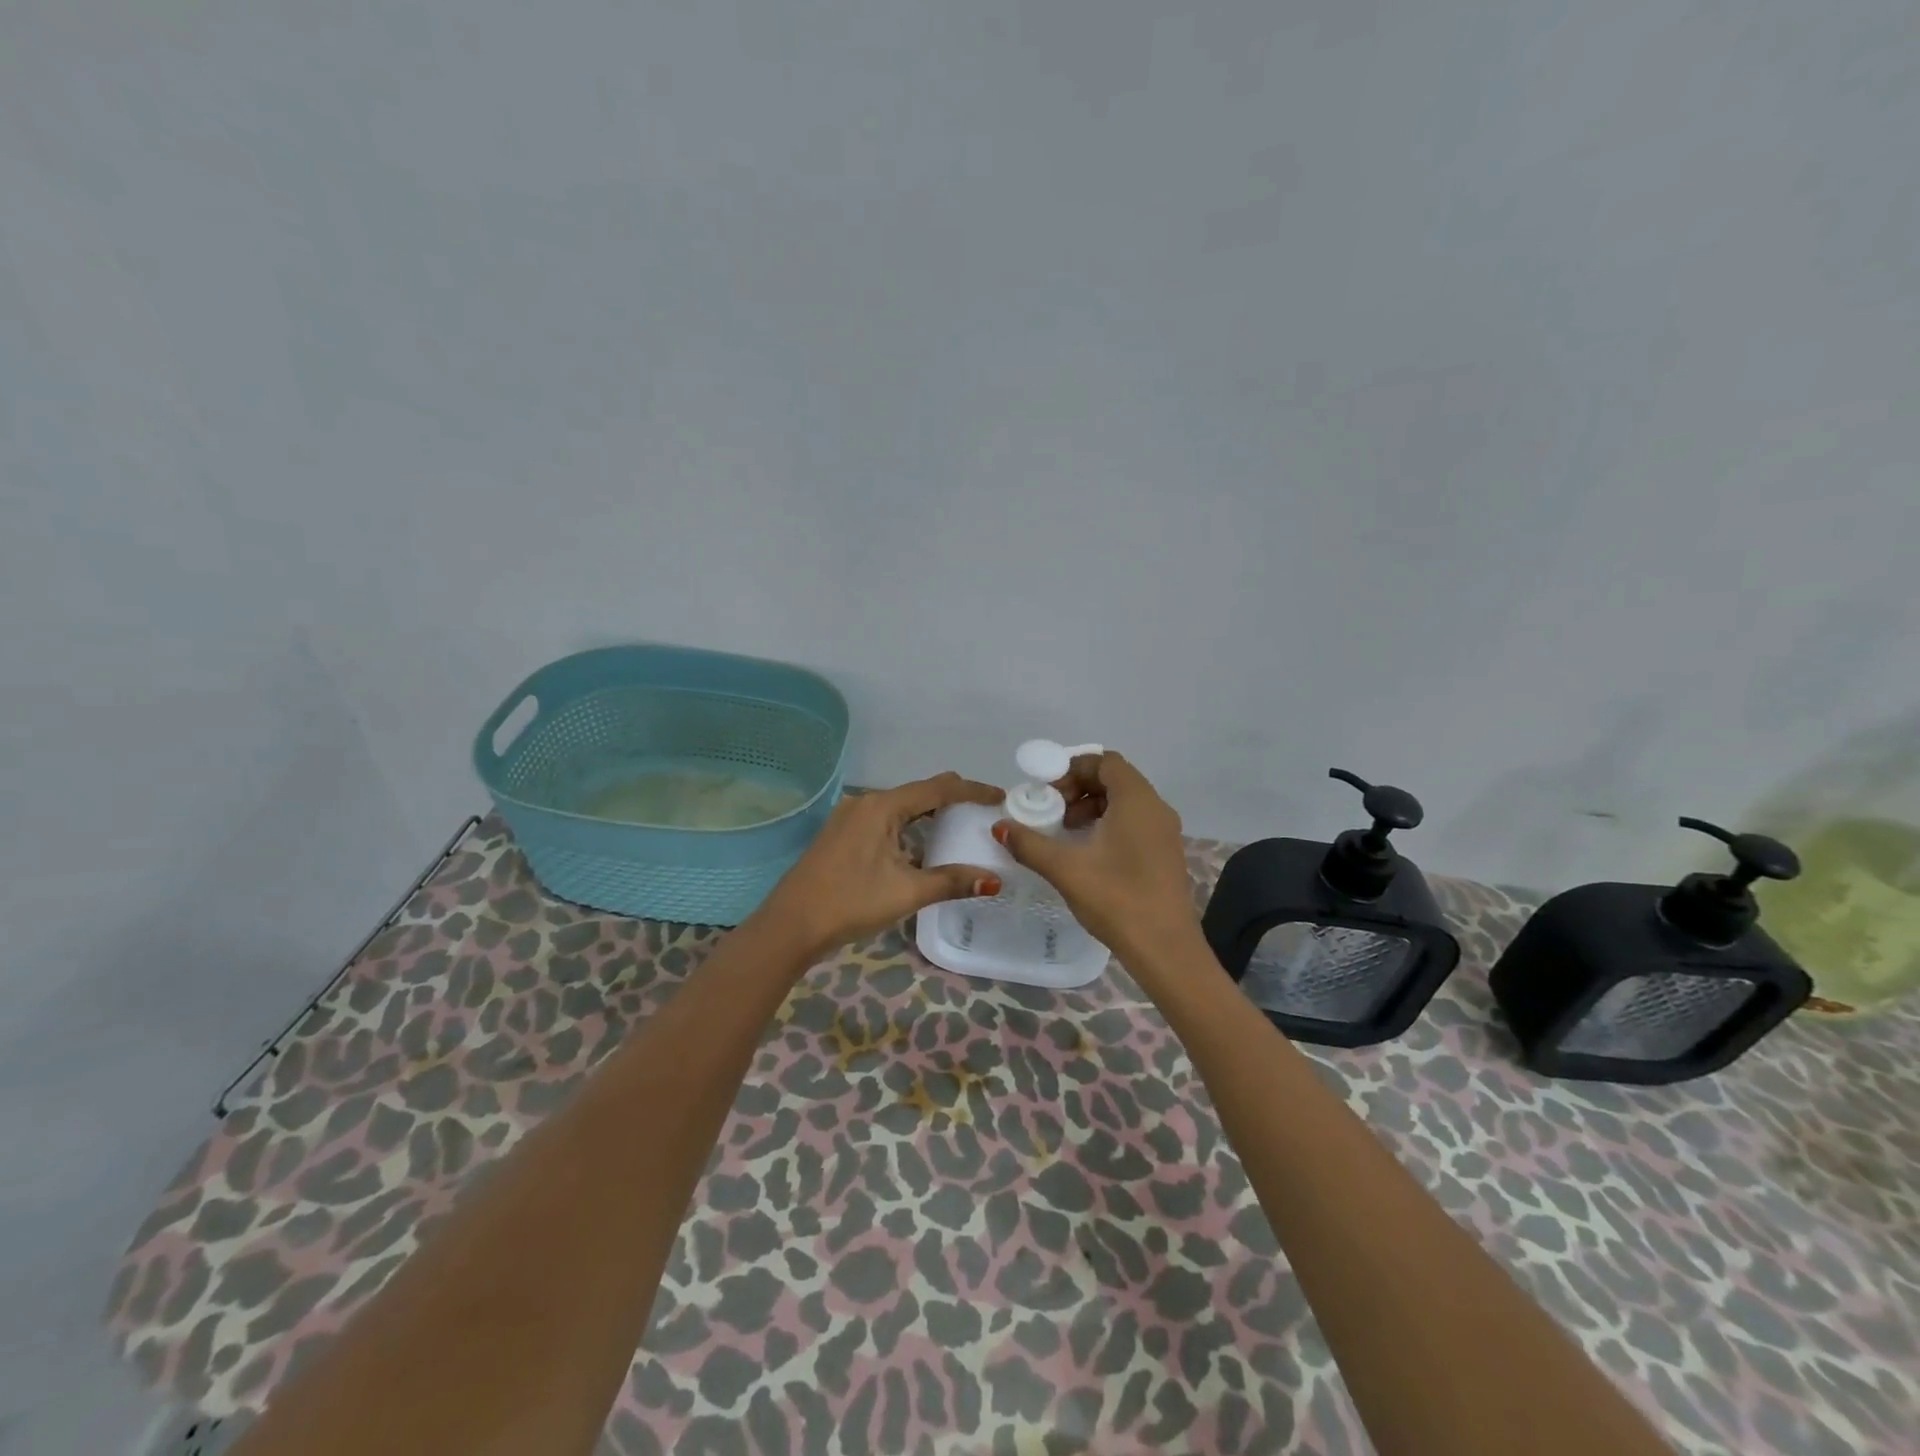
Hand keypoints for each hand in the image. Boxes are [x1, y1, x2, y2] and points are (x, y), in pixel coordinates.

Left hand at [755, 773, 1004, 959]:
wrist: (791, 925)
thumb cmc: (850, 903)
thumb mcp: (906, 892)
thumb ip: (952, 881)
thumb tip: (994, 880)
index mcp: (882, 806)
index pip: (938, 788)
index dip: (972, 790)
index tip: (1000, 796)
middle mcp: (866, 802)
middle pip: (919, 792)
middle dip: (953, 799)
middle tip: (983, 813)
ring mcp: (850, 816)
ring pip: (901, 807)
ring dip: (929, 814)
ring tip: (959, 828)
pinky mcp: (842, 833)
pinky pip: (885, 819)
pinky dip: (909, 826)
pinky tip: (921, 845)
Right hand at [993, 751, 1197, 962]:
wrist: (1165, 948)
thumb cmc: (1117, 899)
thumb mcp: (1066, 869)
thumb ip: (1030, 844)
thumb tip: (1000, 827)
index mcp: (1137, 801)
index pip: (1105, 761)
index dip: (1073, 768)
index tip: (1047, 792)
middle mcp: (1156, 808)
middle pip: (1115, 779)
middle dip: (1079, 788)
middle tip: (1052, 812)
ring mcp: (1165, 832)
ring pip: (1124, 802)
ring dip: (1091, 808)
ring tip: (1065, 833)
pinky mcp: (1165, 853)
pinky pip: (1134, 822)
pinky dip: (1108, 825)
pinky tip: (1087, 853)